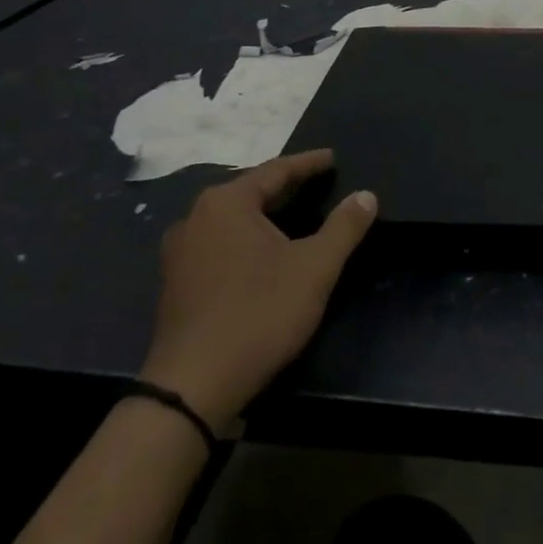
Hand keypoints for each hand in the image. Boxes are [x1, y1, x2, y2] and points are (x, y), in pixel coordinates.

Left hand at [142, 149, 377, 423]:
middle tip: (318, 183)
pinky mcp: (176, 283)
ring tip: (295, 214)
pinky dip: (247, 239)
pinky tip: (263, 253)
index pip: (275, 170)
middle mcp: (195, 218)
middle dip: (286, 187)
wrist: (195, 385)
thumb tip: (366, 195)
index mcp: (226, 204)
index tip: (332, 158)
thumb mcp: (315, 268)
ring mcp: (180, 253)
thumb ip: (343, 227)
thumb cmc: (259, 313)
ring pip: (232, 220)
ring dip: (265, 214)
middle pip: (250, 192)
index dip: (308, 164)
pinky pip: (219, 244)